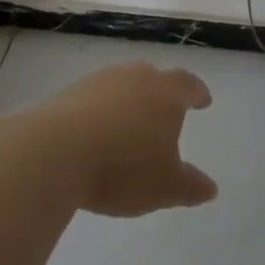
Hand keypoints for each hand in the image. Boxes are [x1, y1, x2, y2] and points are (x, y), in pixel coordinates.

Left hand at [31, 62, 218, 216]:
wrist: (54, 152)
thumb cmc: (122, 168)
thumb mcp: (166, 187)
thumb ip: (190, 186)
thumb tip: (209, 187)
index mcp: (165, 93)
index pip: (187, 84)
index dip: (197, 92)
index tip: (202, 100)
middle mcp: (133, 77)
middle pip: (152, 77)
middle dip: (161, 92)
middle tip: (165, 110)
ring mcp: (98, 82)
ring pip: (121, 84)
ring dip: (128, 100)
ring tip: (129, 124)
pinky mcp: (68, 93)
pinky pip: (94, 98)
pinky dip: (101, 111)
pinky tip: (97, 133)